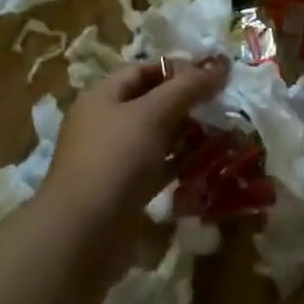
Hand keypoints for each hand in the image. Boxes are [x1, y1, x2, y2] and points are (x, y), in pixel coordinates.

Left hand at [42, 57, 228, 253]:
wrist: (82, 238)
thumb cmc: (115, 161)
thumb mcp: (153, 115)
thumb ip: (187, 87)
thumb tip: (220, 64)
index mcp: (101, 97)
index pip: (142, 70)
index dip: (176, 69)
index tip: (212, 76)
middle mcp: (104, 125)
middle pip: (150, 103)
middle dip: (186, 103)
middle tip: (222, 106)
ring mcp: (113, 162)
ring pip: (156, 138)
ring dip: (186, 136)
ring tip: (222, 136)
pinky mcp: (124, 194)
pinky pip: (156, 171)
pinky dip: (179, 167)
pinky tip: (206, 168)